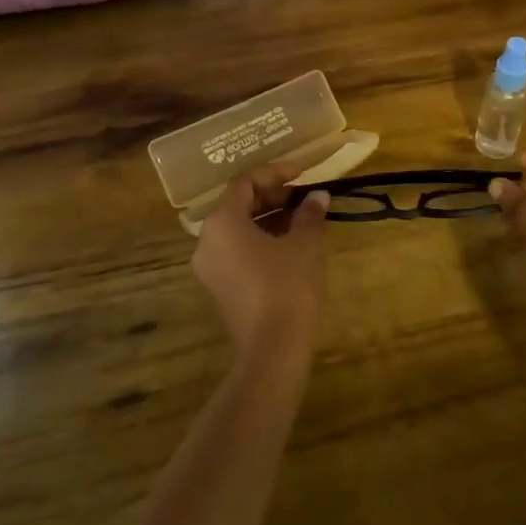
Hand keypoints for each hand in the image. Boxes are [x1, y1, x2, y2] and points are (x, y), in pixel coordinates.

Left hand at [192, 160, 330, 360]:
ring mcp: (210, 268)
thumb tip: (317, 196)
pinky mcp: (220, 288)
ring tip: (303, 219)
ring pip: (238, 229)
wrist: (273, 351)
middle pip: (238, 205)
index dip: (274, 174)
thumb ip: (309, 214)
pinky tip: (291, 246)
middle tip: (304, 197)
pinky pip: (238, 251)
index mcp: (222, 222)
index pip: (244, 183)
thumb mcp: (305, 244)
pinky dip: (261, 241)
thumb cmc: (288, 286)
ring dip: (269, 219)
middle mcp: (208, 241)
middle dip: (272, 197)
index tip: (302, 174)